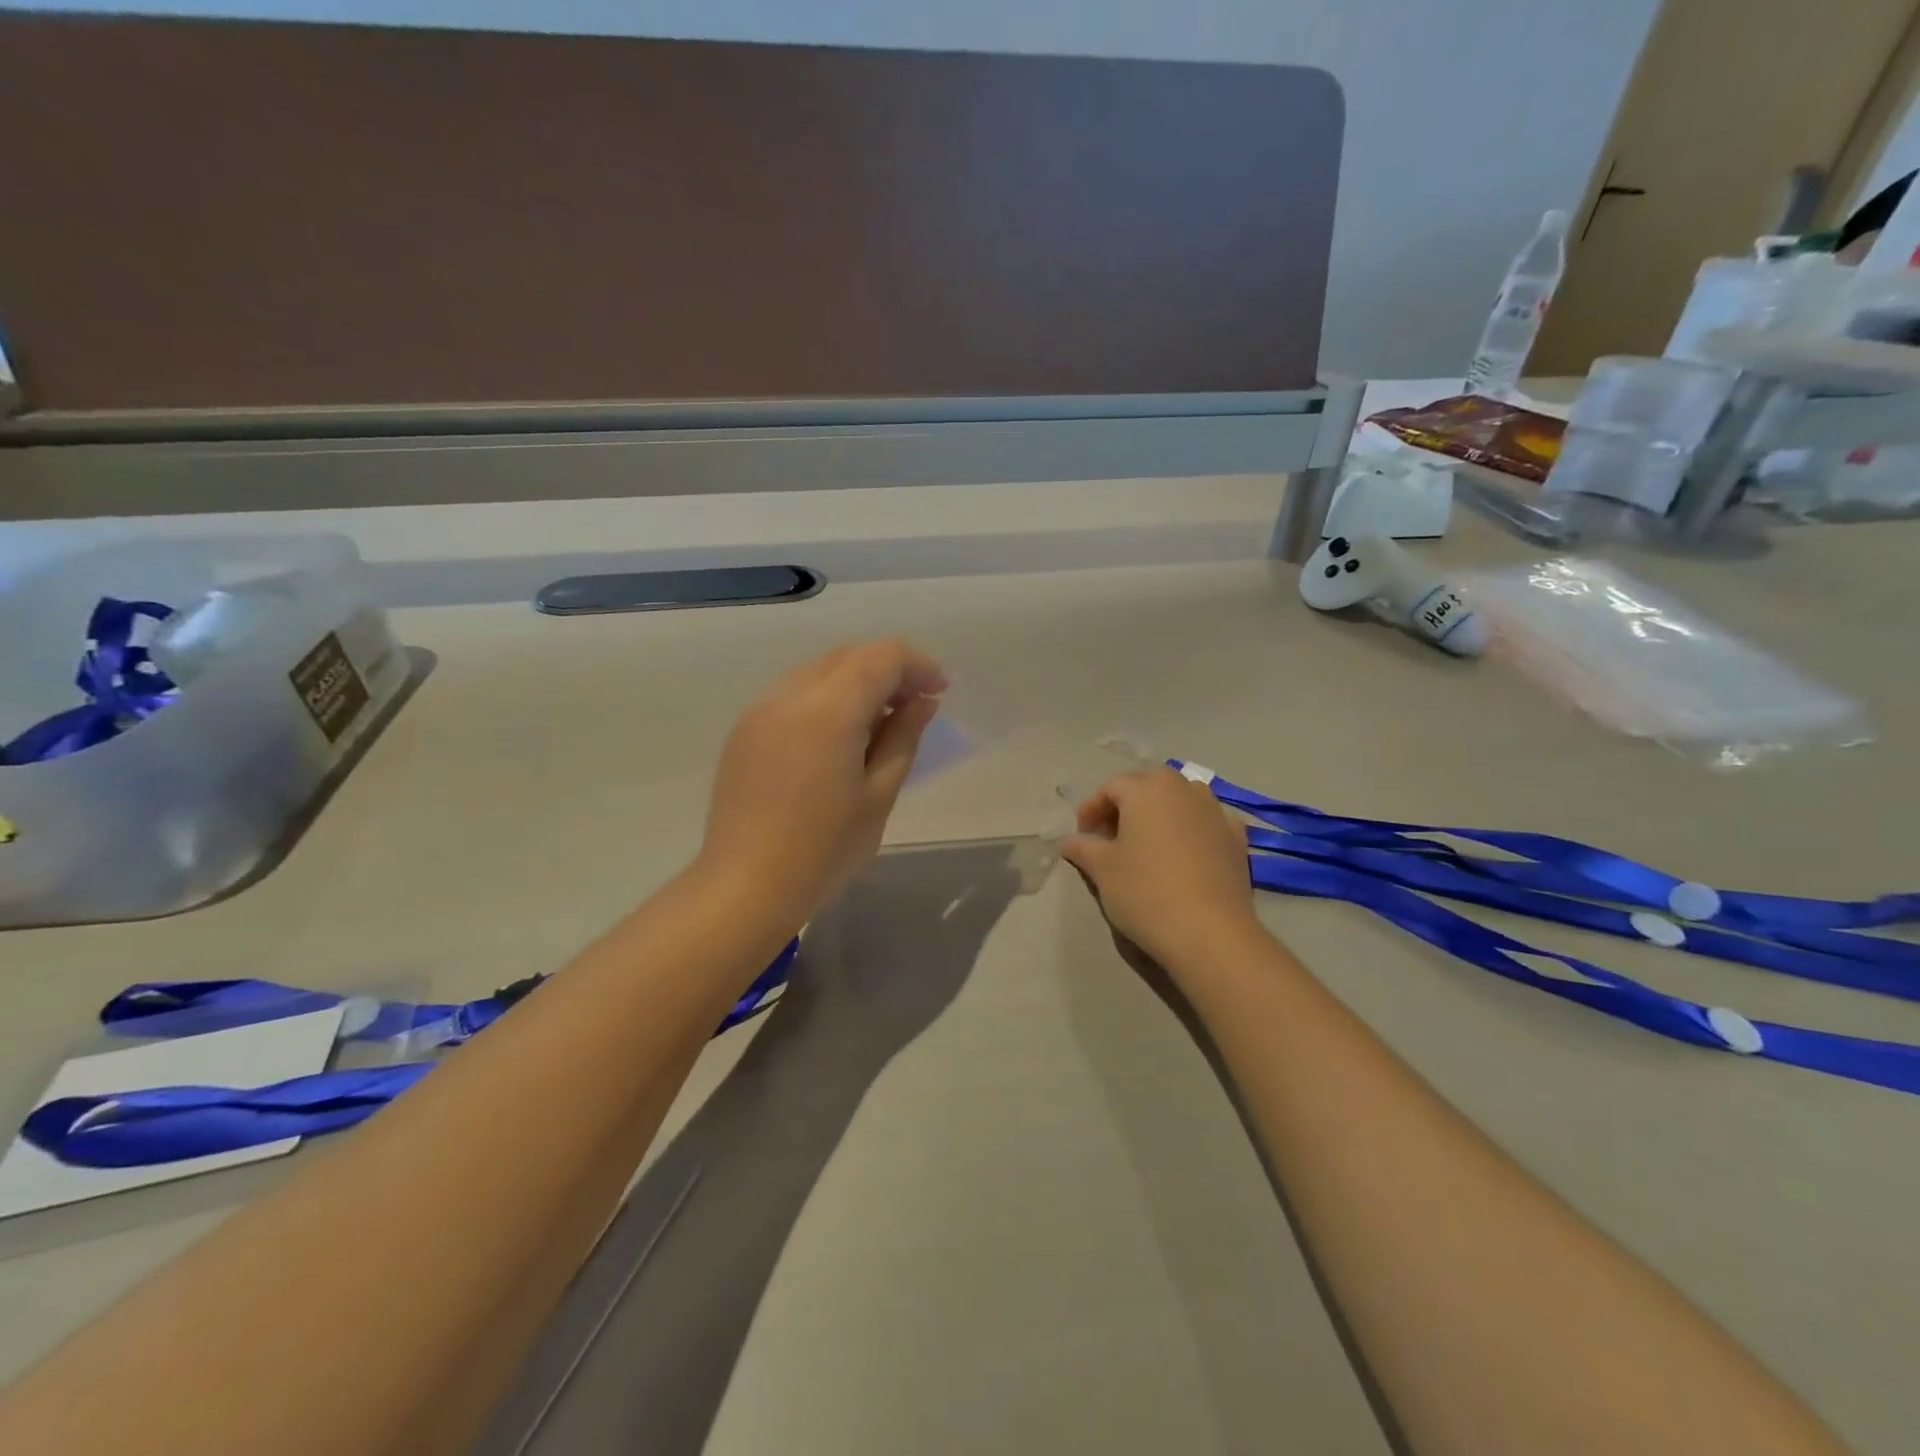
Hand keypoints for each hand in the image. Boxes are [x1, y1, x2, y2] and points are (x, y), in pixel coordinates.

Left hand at [698, 639, 947, 927]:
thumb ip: (903, 737)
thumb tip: (921, 702)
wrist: (745, 887)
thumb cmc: (824, 849)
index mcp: (829, 709)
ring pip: (819, 671)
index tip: (940, 693)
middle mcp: (791, 695)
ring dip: (856, 682)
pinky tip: (837, 739)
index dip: (918, 666)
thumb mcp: (878, 794)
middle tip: (915, 707)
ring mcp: (761, 710)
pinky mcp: (744, 731)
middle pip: (849, 656)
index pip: (883, 656)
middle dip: (889, 670)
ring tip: (878, 724)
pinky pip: (794, 694)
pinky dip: (825, 699)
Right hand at [1062, 768, 1260, 970]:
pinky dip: (1191, 831)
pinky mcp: (1238, 839)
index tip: (1082, 835)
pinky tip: (1184, 856)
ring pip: (1181, 801)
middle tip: (1110, 838)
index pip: (1111, 788)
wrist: (1210, 933)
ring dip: (1160, 815)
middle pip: (1148, 787)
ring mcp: (1217, 812)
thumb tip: (1069, 841)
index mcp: (1148, 789)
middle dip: (1126, 807)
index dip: (1092, 809)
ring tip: (1147, 846)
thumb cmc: (1145, 892)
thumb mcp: (1102, 869)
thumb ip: (1082, 847)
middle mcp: (1185, 789)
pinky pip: (1207, 823)